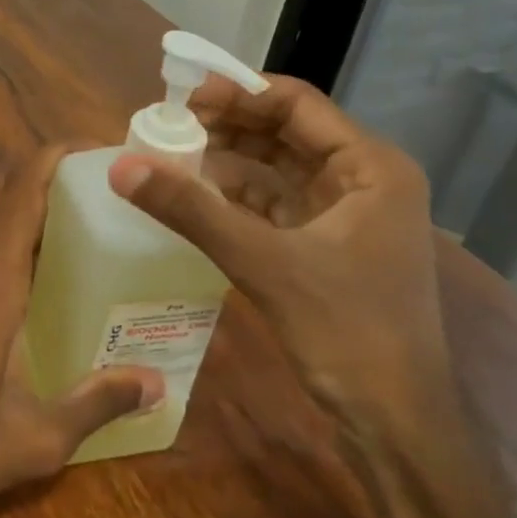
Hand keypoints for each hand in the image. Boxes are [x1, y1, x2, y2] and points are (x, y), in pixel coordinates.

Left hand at [0, 146, 163, 517]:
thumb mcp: (32, 439)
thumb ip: (96, 403)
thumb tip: (157, 383)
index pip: (25, 187)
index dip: (62, 157)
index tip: (104, 156)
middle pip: (18, 209)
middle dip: (67, 206)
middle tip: (122, 224)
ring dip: (39, 240)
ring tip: (93, 264)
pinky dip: (12, 265)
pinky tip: (40, 304)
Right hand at [106, 74, 449, 444]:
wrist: (394, 425)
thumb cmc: (346, 330)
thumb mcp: (263, 262)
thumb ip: (191, 210)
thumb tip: (122, 167)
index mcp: (371, 167)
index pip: (296, 104)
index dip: (238, 93)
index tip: (182, 96)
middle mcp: (365, 180)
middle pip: (286, 132)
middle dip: (229, 125)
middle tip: (169, 124)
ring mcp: (348, 215)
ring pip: (279, 168)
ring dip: (230, 160)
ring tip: (174, 154)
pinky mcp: (329, 246)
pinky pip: (276, 204)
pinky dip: (238, 196)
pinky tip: (197, 196)